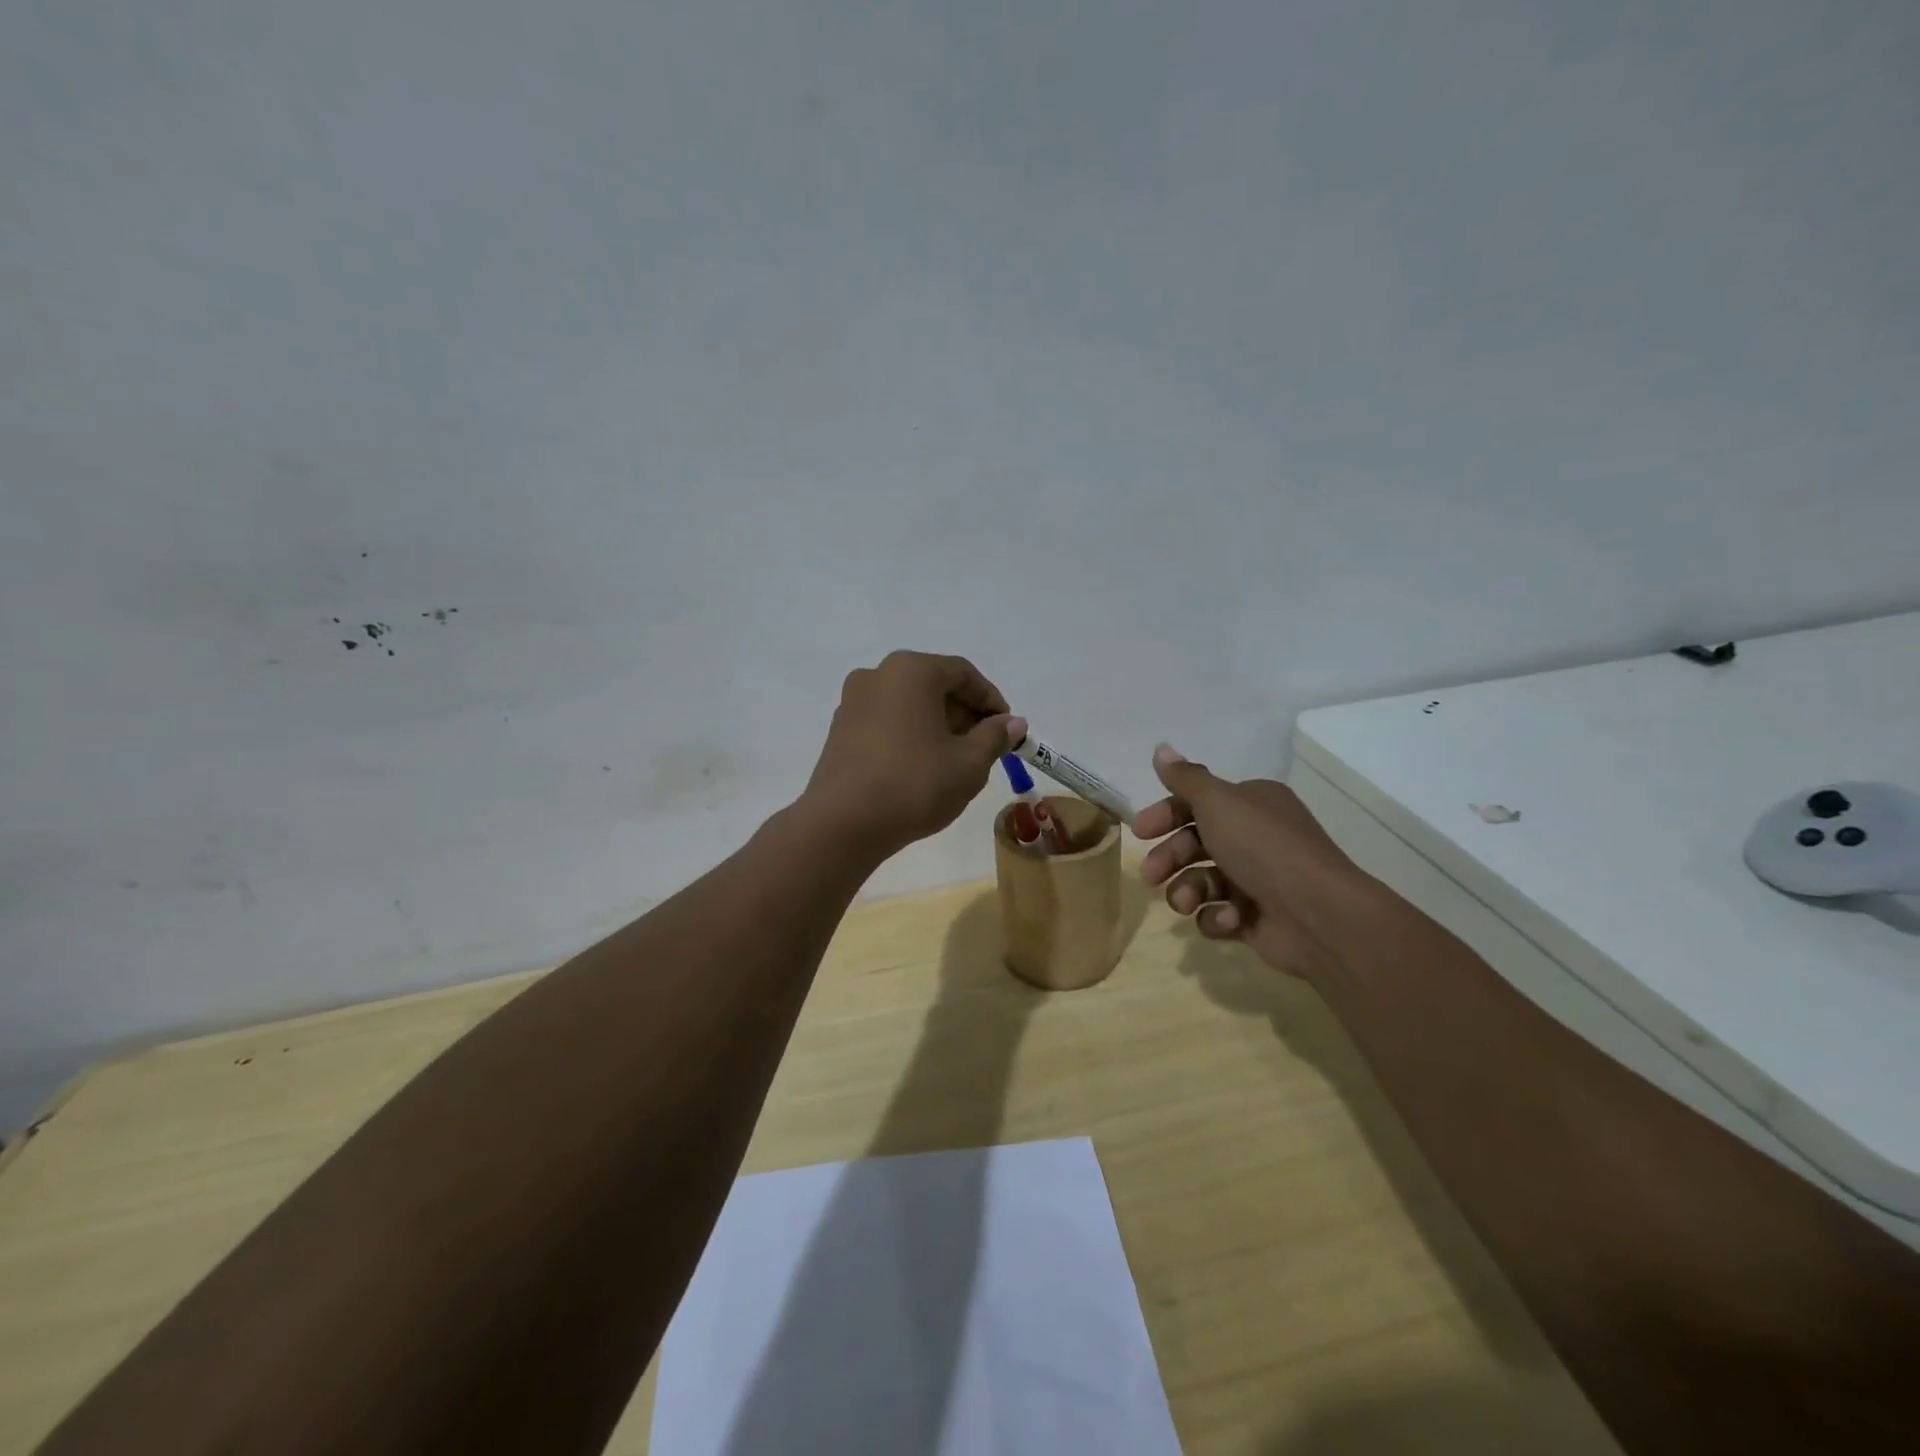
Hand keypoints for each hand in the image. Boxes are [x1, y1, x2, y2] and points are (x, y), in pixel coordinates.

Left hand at [799, 651, 1026, 859]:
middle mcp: (878, 675)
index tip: (1008, 730)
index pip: (963, 674)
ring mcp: (853, 701)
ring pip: (909, 704)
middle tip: (985, 748)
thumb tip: (1012, 723)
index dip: (991, 700)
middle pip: (934, 685)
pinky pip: (886, 721)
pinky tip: (921, 768)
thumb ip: (995, 737)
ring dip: (937, 725)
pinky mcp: (840, 729)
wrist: (843, 824)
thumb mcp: (969, 763)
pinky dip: (910, 735)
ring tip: (956, 762)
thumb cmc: (915, 784)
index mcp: (911, 670)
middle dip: (964, 714)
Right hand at [1133, 744, 1374, 982]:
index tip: (1140, 832)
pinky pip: (1218, 914)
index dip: (1165, 815)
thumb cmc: (1263, 847)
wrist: (1317, 914)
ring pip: (1201, 881)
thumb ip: (1185, 778)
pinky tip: (1227, 919)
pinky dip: (1215, 917)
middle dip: (1169, 858)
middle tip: (1151, 875)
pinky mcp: (1255, 919)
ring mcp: (1256, 880)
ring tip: (1185, 903)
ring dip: (1186, 890)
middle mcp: (1255, 838)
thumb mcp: (1218, 802)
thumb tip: (1161, 748)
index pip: (1198, 803)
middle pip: (1195, 843)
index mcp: (1251, 804)